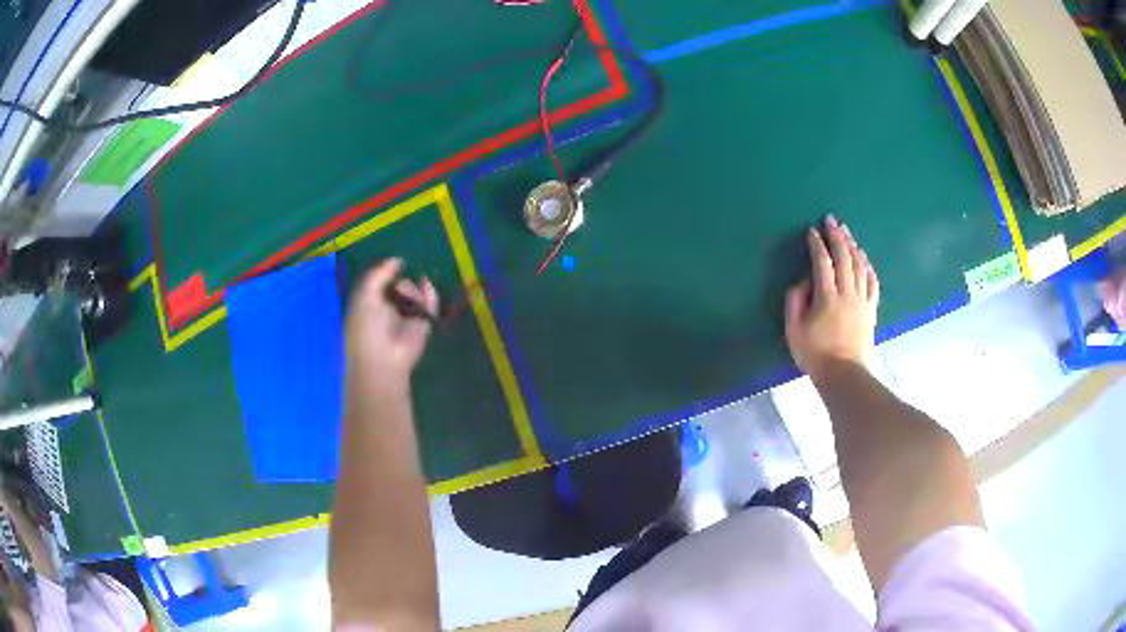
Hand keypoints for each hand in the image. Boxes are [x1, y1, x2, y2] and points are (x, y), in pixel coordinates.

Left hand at [345, 259, 438, 393]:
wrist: (383, 358)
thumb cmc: (366, 327)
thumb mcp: (365, 295)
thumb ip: (378, 274)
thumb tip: (396, 260)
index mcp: (370, 302)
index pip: (380, 280)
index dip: (385, 271)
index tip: (392, 263)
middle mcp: (389, 307)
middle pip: (399, 283)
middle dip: (399, 280)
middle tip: (397, 286)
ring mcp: (407, 315)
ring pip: (414, 291)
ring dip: (411, 290)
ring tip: (406, 298)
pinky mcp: (424, 322)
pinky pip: (430, 302)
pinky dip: (429, 294)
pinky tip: (425, 285)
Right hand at [784, 216, 879, 379]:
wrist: (844, 375)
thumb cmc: (816, 355)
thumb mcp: (794, 331)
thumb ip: (795, 303)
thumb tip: (802, 282)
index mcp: (827, 297)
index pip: (822, 263)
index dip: (817, 244)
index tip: (812, 231)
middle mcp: (847, 294)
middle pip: (844, 258)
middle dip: (837, 237)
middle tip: (831, 221)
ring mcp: (862, 301)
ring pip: (859, 266)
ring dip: (852, 246)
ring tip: (846, 232)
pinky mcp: (871, 310)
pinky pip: (872, 283)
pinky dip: (868, 267)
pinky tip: (864, 258)